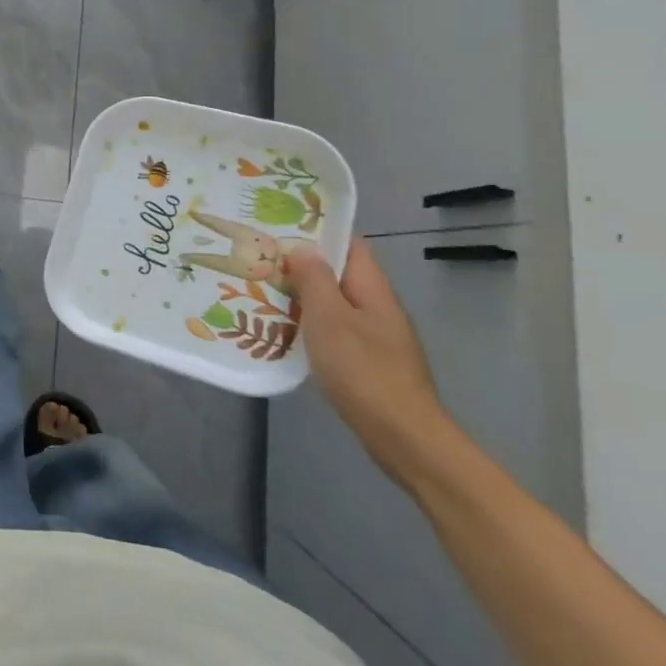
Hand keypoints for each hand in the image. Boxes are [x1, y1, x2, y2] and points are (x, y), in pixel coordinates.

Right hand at [286, 240, 452, 484]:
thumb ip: (314, 280)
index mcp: (373, 289)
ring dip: (305, 299)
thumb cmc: (363, 369)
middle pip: (340, 275)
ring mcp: (378, 337)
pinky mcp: (371, 363)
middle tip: (262, 262)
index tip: (282, 228)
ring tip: (264, 294)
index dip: (319, 232)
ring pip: (336, 305)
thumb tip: (302, 248)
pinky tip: (287, 334)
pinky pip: (337, 331)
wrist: (403, 436)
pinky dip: (313, 327)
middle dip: (304, 267)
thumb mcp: (329, 318)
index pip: (350, 245)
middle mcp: (379, 307)